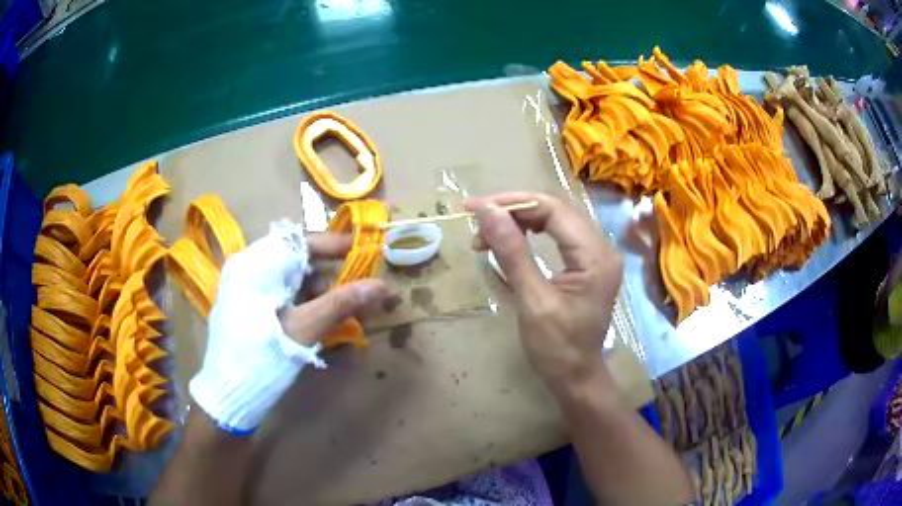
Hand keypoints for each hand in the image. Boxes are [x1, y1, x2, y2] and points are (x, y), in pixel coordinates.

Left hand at [190, 222, 385, 432]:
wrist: (229, 394)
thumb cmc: (264, 357)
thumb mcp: (305, 328)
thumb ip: (342, 302)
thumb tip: (382, 285)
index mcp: (256, 263)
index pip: (301, 240)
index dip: (334, 244)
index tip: (364, 251)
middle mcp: (246, 266)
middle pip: (295, 259)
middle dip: (327, 275)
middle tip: (354, 294)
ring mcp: (242, 285)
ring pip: (287, 277)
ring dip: (315, 292)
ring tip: (336, 315)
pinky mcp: (243, 304)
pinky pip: (277, 292)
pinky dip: (299, 302)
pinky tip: (313, 321)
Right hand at [466, 193, 622, 395]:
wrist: (577, 377)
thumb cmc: (557, 348)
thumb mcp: (532, 301)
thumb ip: (512, 253)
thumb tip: (487, 212)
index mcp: (595, 256)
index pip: (553, 209)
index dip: (512, 203)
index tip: (475, 208)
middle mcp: (601, 248)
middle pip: (556, 209)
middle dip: (514, 209)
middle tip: (477, 219)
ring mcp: (597, 254)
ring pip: (556, 219)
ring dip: (520, 219)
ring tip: (487, 233)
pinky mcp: (588, 263)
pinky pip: (559, 234)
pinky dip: (531, 231)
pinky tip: (511, 238)